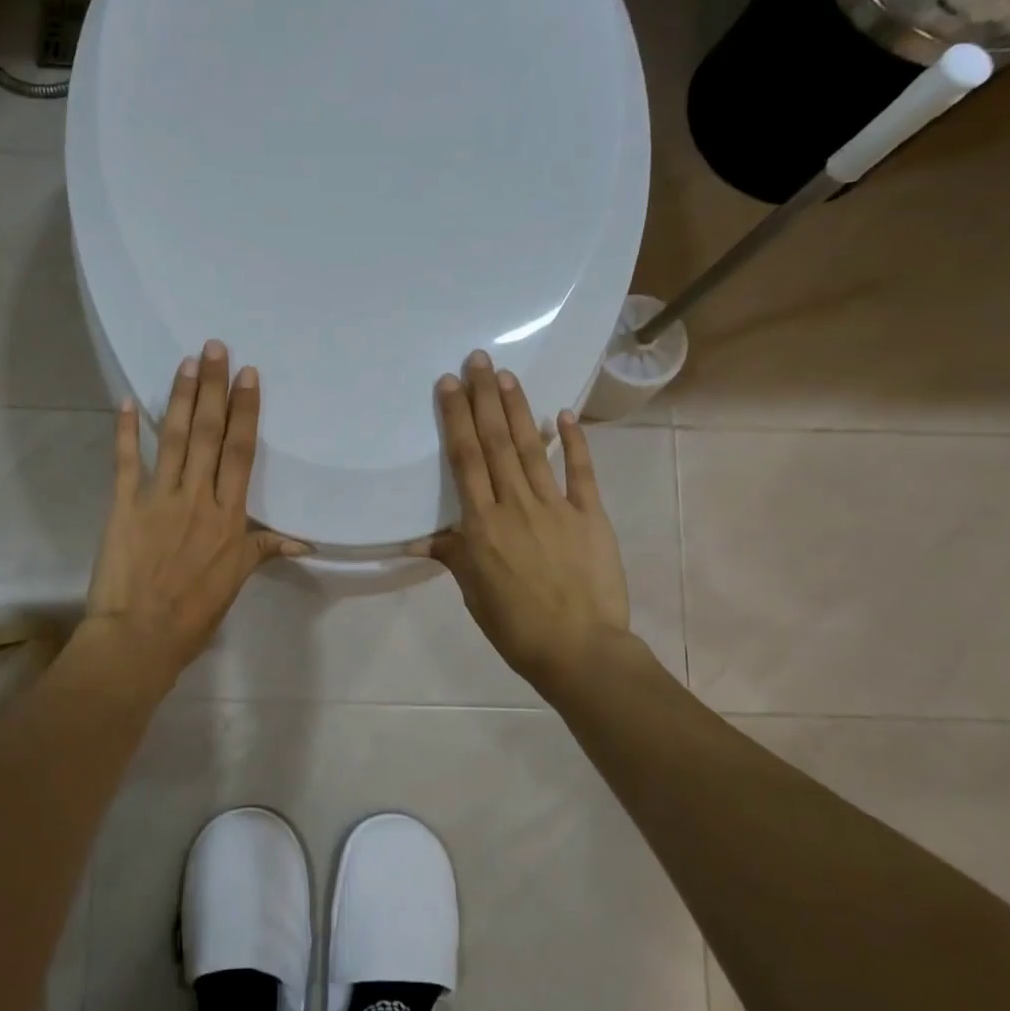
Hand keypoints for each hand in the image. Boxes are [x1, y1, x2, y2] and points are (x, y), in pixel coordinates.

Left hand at [81, 340, 305, 688]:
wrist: (139, 637)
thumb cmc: (193, 613)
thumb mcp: (236, 581)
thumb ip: (264, 550)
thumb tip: (303, 541)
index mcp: (228, 516)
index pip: (241, 452)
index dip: (245, 411)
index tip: (247, 375)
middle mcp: (197, 497)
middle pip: (208, 434)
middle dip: (213, 388)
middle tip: (215, 347)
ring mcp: (158, 499)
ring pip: (172, 439)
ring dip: (178, 398)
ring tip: (185, 363)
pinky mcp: (123, 506)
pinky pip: (125, 463)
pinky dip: (123, 432)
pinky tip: (124, 402)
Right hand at [411, 350, 629, 688]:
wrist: (580, 650)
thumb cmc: (516, 626)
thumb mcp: (474, 593)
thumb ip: (452, 555)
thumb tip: (418, 539)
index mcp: (482, 525)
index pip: (466, 461)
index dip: (456, 419)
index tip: (449, 384)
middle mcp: (515, 505)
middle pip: (496, 443)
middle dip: (484, 398)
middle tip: (478, 359)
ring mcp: (556, 507)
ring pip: (531, 449)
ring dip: (518, 409)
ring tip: (507, 375)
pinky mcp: (590, 516)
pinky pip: (581, 472)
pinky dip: (574, 442)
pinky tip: (564, 413)